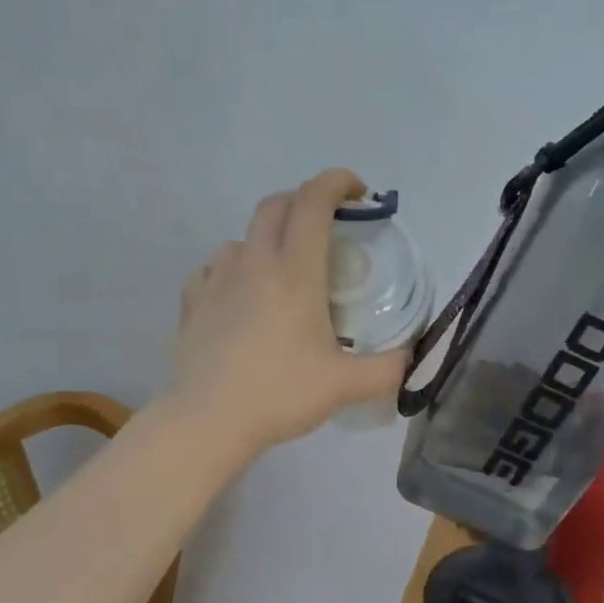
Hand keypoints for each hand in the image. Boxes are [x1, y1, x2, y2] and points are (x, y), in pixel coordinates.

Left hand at [166, 169, 407, 455]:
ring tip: (282, 272)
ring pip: (243, 237)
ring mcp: (217, 279)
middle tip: (326, 227)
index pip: (314, 201)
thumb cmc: (280, 393)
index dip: (337, 182)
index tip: (359, 192)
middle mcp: (254, 262)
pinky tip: (241, 297)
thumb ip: (388, 368)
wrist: (208, 420)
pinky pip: (215, 268)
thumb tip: (411, 358)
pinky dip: (235, 270)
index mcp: (295, 271)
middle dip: (304, 201)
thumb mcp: (346, 385)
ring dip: (267, 239)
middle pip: (275, 205)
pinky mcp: (192, 301)